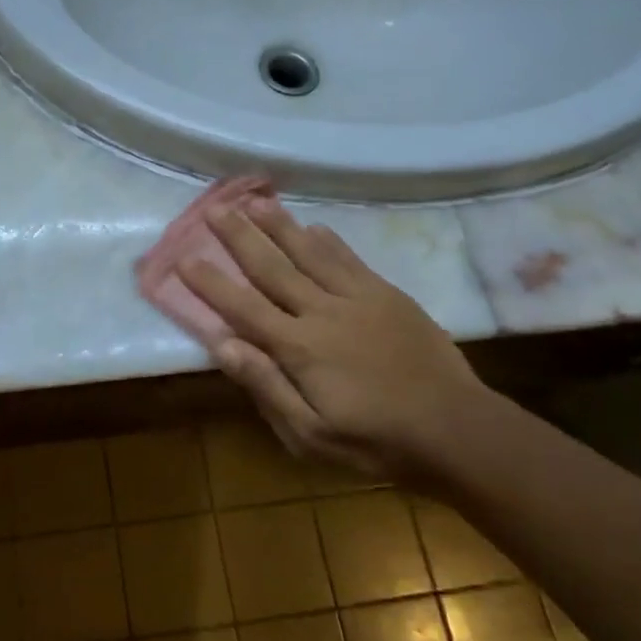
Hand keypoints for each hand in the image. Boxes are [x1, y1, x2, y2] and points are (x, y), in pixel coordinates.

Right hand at [180, 195, 490, 482]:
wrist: (455, 429)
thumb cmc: (375, 440)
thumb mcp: (311, 435)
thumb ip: (267, 387)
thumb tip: (223, 345)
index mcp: (299, 347)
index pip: (243, 307)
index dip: (211, 282)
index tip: (185, 257)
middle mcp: (322, 312)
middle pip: (272, 268)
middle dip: (240, 237)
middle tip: (215, 208)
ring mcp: (358, 299)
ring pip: (310, 254)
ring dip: (279, 226)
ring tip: (255, 200)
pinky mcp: (388, 296)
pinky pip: (350, 260)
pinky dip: (329, 241)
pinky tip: (314, 226)